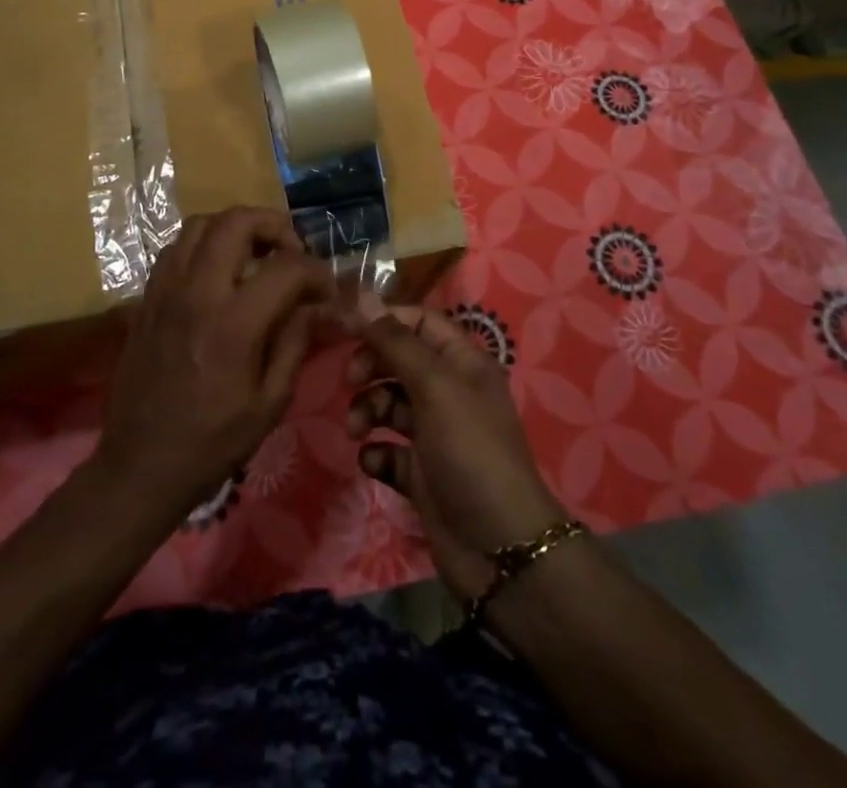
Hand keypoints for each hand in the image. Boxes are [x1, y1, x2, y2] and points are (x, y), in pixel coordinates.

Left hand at [97, 207, 336, 517]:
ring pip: (200, 224)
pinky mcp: (146, 297)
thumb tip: (317, 304)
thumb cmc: (212, 443)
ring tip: (255, 254)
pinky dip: (203, 244)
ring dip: (235, 229)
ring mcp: (165, 290)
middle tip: (291, 250)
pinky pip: (175, 248)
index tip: (326, 289)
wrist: (139, 466)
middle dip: (274, 225)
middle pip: (236, 221)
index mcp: (232, 324)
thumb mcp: (270, 402)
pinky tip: (218, 272)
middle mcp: (196, 293)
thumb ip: (296, 342)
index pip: (286, 267)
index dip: (316, 270)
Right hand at [345, 304, 567, 601]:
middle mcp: (449, 392)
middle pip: (399, 360)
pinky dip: (376, 451)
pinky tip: (374, 461)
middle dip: (371, 366)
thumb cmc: (470, 451)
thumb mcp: (435, 386)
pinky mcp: (421, 473)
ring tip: (358, 430)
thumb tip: (361, 296)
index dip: (385, 321)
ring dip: (367, 410)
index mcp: (462, 362)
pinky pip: (388, 449)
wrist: (499, 549)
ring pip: (389, 404)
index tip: (347, 328)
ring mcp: (435, 434)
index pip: (419, 322)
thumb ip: (396, 342)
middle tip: (350, 381)